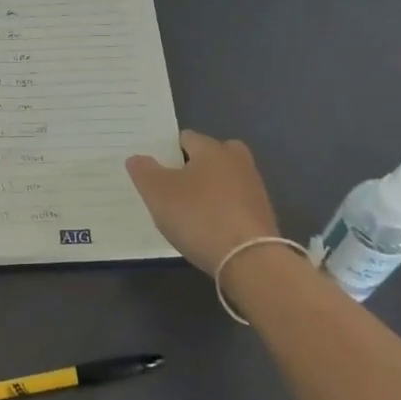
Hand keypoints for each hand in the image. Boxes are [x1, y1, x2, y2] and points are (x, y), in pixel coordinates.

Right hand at [126, 129, 279, 276]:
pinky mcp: (263, 216)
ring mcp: (254, 189)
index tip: (156, 169)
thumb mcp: (157, 192)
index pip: (186, 138)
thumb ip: (144, 171)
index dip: (168, 151)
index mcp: (212, 149)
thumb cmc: (198, 216)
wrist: (249, 261)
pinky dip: (223, 212)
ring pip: (226, 180)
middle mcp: (237, 161)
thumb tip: (137, 158)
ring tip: (189, 212)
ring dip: (211, 191)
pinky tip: (209, 230)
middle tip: (175, 186)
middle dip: (195, 166)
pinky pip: (236, 205)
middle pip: (212, 155)